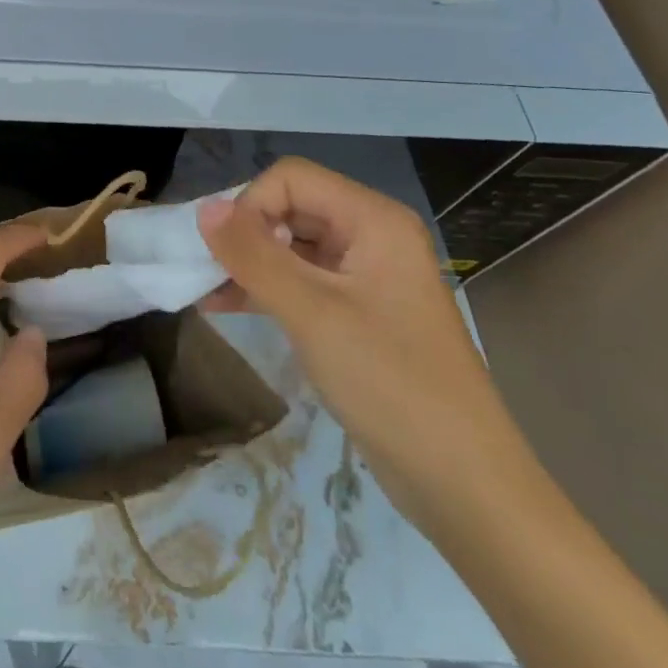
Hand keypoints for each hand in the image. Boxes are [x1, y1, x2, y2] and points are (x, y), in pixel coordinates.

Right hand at [197, 158, 535, 531]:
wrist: (464, 488)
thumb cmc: (391, 384)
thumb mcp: (313, 314)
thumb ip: (254, 255)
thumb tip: (203, 208)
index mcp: (373, 220)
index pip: (291, 179)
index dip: (251, 204)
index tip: (224, 252)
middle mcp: (370, 236)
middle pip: (291, 208)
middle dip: (244, 234)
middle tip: (206, 271)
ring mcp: (364, 276)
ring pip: (291, 246)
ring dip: (248, 263)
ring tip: (203, 289)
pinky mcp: (356, 313)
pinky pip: (301, 282)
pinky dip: (265, 289)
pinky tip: (224, 305)